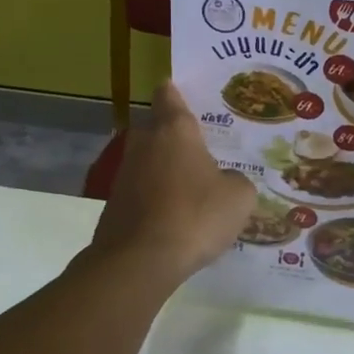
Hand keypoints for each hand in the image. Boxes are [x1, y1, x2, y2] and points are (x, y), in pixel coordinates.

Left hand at [90, 81, 255, 282]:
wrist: (139, 261)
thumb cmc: (195, 216)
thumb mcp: (239, 197)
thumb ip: (237, 181)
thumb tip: (227, 181)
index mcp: (174, 130)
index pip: (169, 95)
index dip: (177, 92)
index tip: (189, 94)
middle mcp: (145, 143)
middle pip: (157, 128)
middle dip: (176, 136)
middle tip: (204, 149)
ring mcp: (124, 174)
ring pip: (149, 162)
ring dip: (166, 171)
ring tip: (194, 188)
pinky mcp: (114, 204)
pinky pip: (142, 191)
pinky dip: (156, 198)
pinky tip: (176, 218)